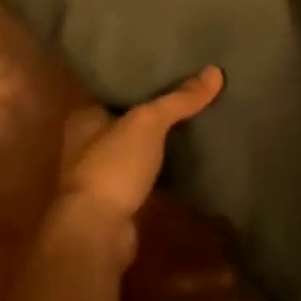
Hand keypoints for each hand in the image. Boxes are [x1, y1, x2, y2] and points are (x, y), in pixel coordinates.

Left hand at [46, 66, 224, 264]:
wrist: (97, 234)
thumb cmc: (113, 166)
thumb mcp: (148, 123)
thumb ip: (179, 99)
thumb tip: (215, 71)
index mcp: (85, 115)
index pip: (114, 86)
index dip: (139, 77)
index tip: (167, 66)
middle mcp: (88, 142)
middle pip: (126, 116)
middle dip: (151, 109)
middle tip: (187, 91)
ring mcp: (101, 173)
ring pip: (135, 147)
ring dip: (156, 141)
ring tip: (192, 120)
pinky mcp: (117, 201)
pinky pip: (144, 174)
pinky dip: (160, 167)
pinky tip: (185, 159)